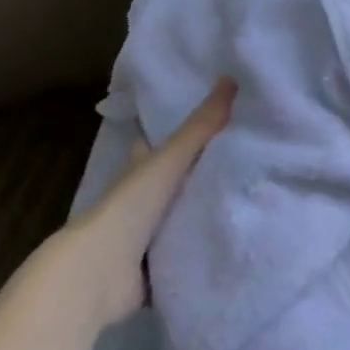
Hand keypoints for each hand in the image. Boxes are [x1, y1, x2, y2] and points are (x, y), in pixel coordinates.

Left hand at [70, 78, 235, 328]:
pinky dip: (203, 253)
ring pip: (181, 220)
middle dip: (198, 177)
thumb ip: (201, 126)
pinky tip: (235, 247)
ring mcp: (146, 239)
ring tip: (250, 205)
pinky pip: (186, 257)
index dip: (178, 136)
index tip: (210, 126)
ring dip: (203, 216)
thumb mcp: (171, 159)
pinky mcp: (155, 271)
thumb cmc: (132, 206)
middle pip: (172, 184)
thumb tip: (231, 77)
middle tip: (243, 166)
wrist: (99, 272)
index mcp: (140, 171)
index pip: (157, 146)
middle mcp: (141, 202)